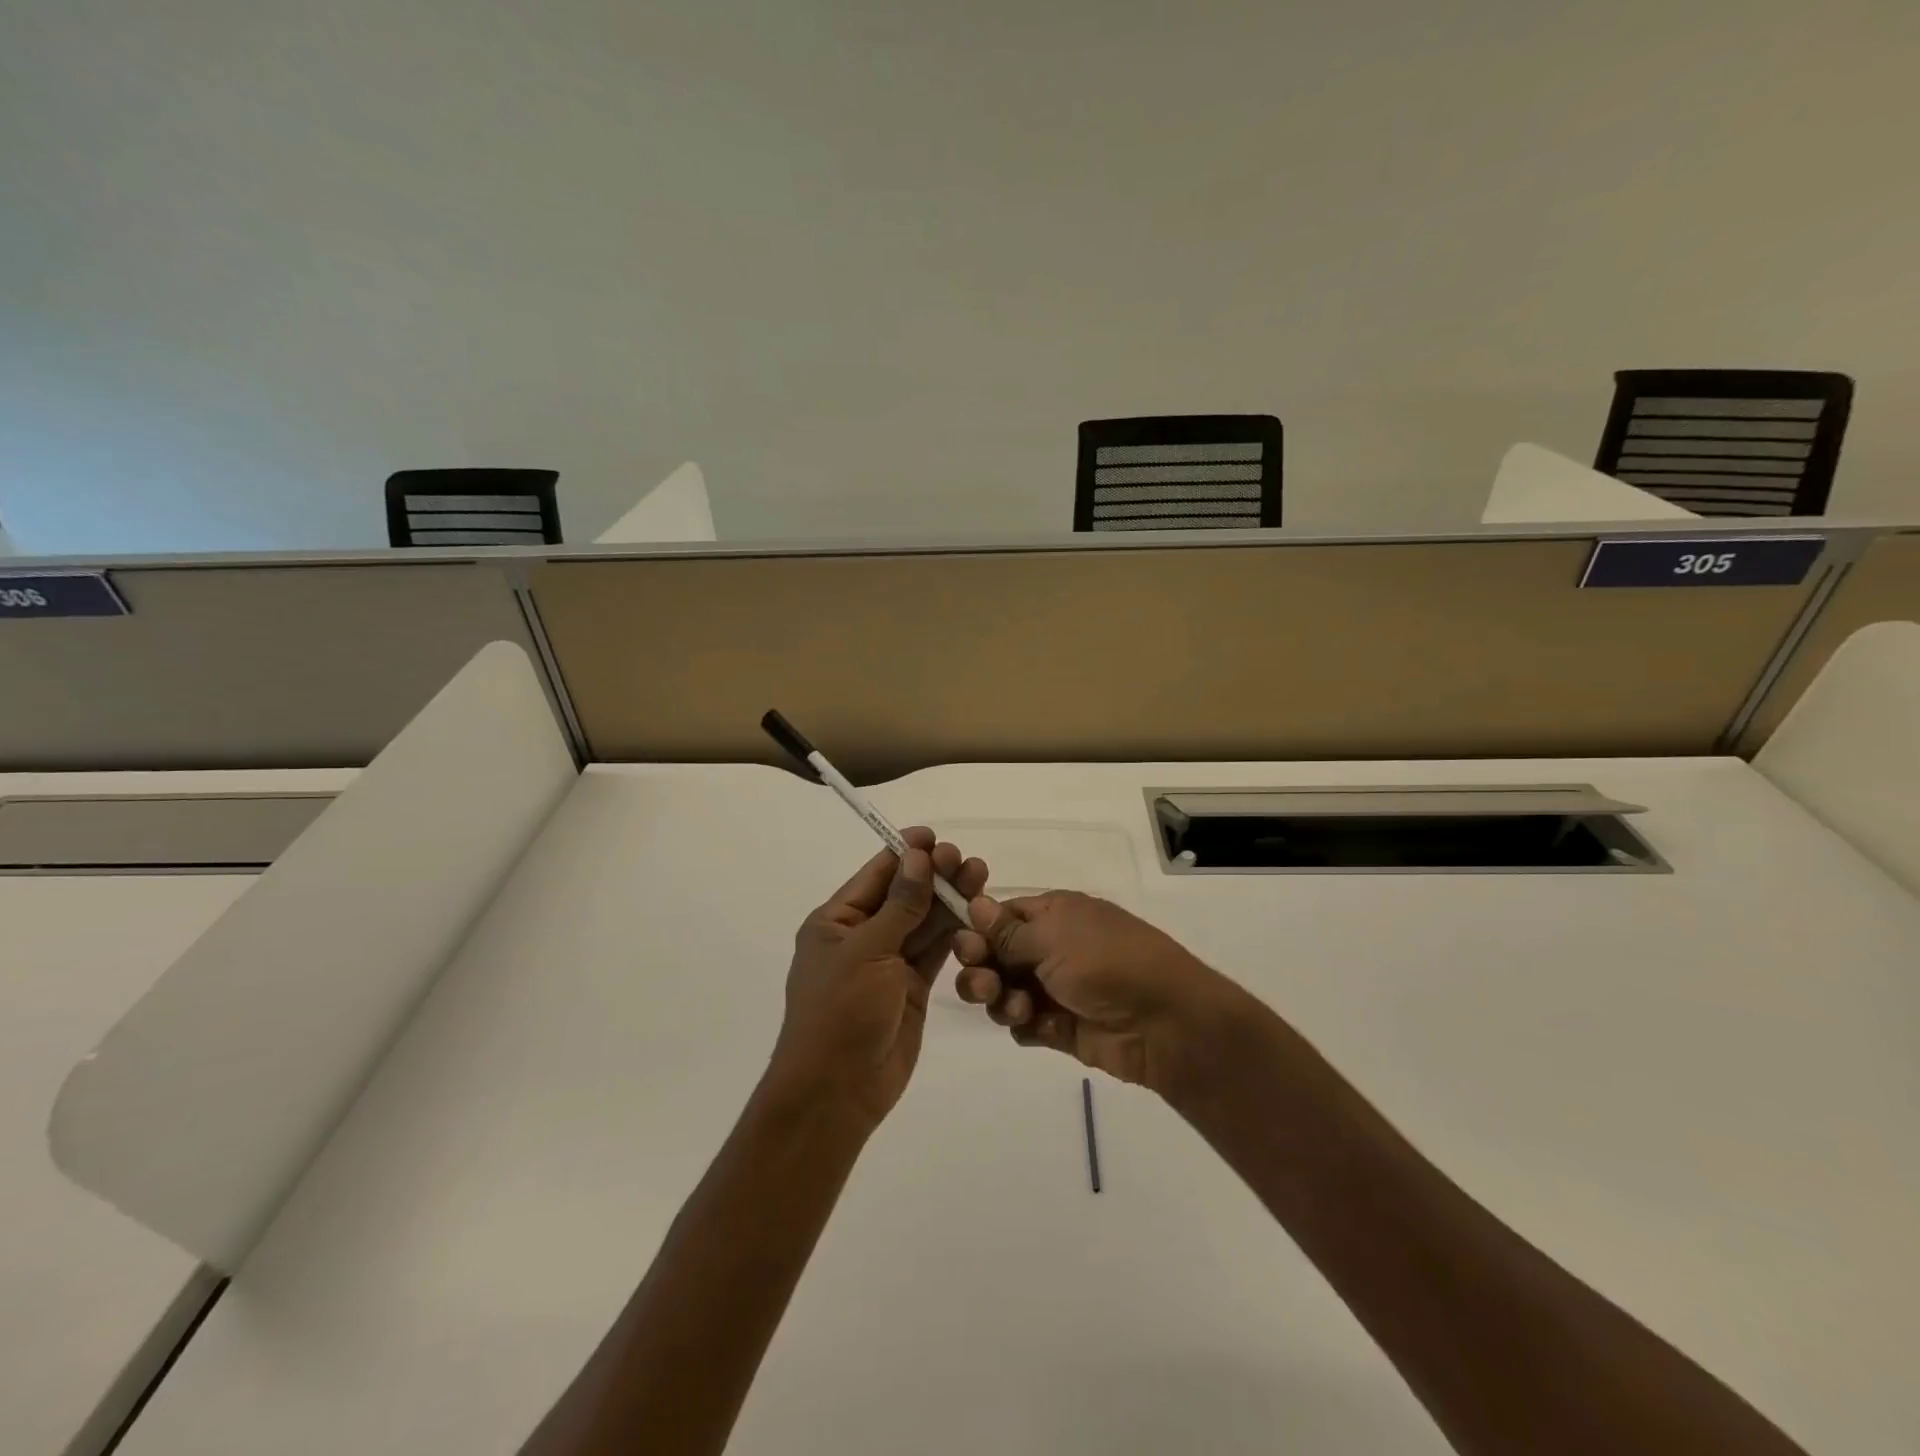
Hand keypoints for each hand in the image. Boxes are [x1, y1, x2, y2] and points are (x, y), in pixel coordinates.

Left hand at [770, 827, 988, 1126]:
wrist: (837, 1091)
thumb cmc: (841, 1012)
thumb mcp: (868, 951)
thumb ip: (900, 905)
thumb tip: (918, 857)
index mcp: (836, 921)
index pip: (875, 875)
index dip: (905, 854)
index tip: (935, 836)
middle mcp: (862, 936)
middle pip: (904, 895)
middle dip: (934, 876)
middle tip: (966, 859)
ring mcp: (888, 963)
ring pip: (923, 922)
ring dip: (949, 900)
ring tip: (980, 876)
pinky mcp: (910, 988)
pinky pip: (934, 951)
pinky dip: (954, 933)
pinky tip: (977, 913)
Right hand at [952, 890, 1235, 1093]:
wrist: (1164, 1023)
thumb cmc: (1107, 963)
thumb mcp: (1054, 938)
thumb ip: (1007, 931)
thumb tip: (974, 903)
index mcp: (1053, 914)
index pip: (1001, 916)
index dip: (977, 930)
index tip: (964, 947)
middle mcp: (1050, 948)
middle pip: (995, 955)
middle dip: (981, 969)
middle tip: (985, 984)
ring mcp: (1055, 988)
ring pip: (1003, 991)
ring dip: (1000, 999)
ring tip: (1018, 1009)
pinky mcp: (1060, 1027)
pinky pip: (1023, 1024)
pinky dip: (1023, 1025)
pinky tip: (1039, 1027)